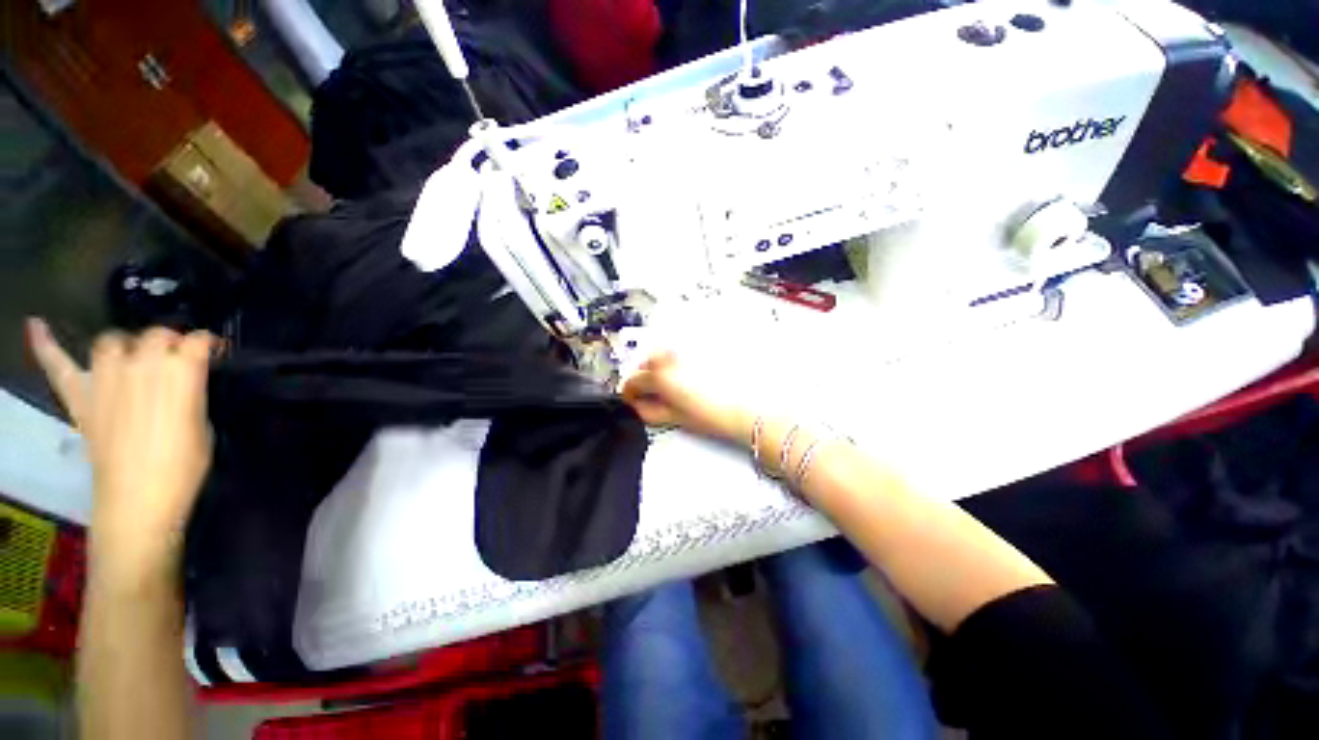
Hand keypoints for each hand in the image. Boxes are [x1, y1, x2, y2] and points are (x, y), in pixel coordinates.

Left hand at [27, 318, 214, 573]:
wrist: (139, 500)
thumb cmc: (184, 467)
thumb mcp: (202, 426)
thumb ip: (191, 394)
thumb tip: (186, 378)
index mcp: (181, 374)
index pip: (197, 341)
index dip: (206, 345)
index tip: (212, 353)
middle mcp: (141, 366)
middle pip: (155, 335)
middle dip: (169, 342)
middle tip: (175, 360)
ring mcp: (104, 379)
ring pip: (113, 341)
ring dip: (126, 345)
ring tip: (133, 359)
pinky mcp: (80, 396)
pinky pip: (58, 364)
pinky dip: (45, 344)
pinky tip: (36, 324)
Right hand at [621, 351, 751, 442]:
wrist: (748, 406)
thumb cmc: (717, 413)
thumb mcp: (675, 417)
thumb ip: (649, 411)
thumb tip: (640, 406)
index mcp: (660, 374)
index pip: (632, 381)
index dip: (630, 393)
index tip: (633, 399)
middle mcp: (671, 355)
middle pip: (644, 362)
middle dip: (644, 378)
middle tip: (653, 393)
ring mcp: (686, 348)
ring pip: (662, 353)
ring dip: (660, 366)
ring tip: (673, 384)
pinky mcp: (702, 345)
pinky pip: (680, 350)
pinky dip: (677, 359)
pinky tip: (689, 374)